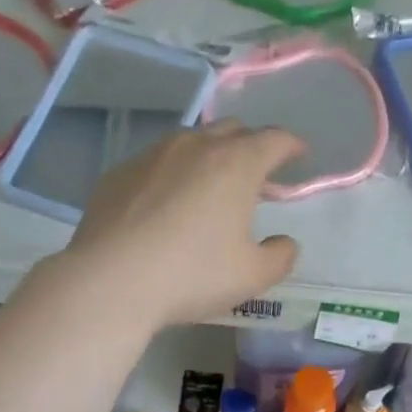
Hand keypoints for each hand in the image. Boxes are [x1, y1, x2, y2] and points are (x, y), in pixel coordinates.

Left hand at [61, 123, 303, 327]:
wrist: (112, 281)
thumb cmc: (192, 276)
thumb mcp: (251, 277)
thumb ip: (280, 257)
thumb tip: (285, 243)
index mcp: (236, 164)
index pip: (274, 139)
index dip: (292, 145)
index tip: (299, 154)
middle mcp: (195, 146)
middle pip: (232, 130)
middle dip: (250, 147)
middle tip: (256, 176)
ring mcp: (152, 155)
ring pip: (190, 143)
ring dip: (208, 158)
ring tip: (209, 188)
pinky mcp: (119, 173)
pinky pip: (155, 165)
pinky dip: (171, 177)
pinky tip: (165, 207)